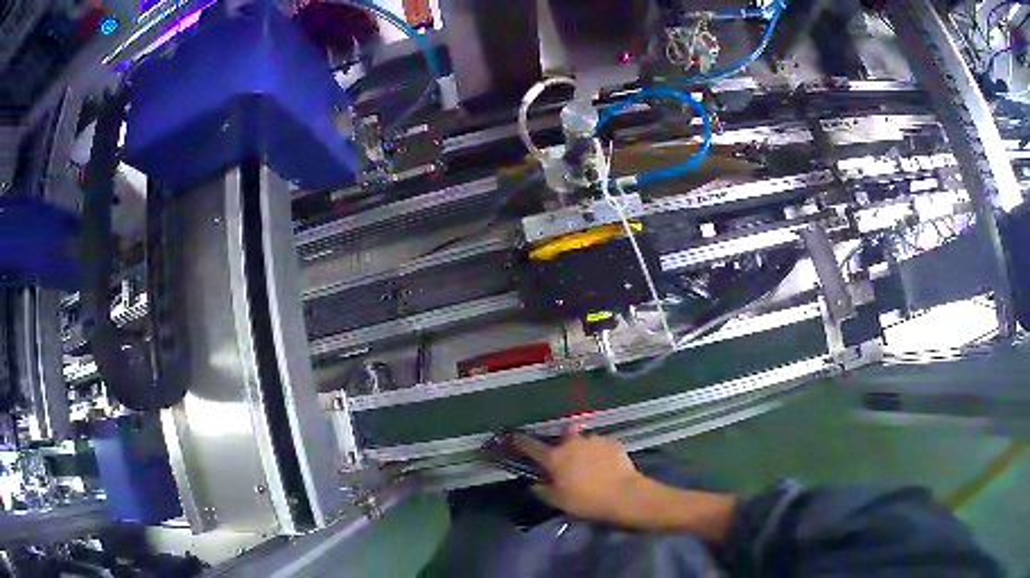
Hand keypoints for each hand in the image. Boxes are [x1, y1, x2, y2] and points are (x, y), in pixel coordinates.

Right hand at [511, 432, 647, 525]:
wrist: (624, 494)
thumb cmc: (587, 501)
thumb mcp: (559, 502)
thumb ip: (543, 491)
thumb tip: (535, 484)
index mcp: (555, 458)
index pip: (531, 446)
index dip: (521, 442)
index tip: (514, 437)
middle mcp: (572, 443)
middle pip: (563, 436)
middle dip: (564, 443)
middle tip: (569, 458)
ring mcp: (594, 440)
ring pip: (584, 440)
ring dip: (584, 449)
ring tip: (592, 465)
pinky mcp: (613, 442)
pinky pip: (602, 445)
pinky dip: (602, 452)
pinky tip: (607, 465)